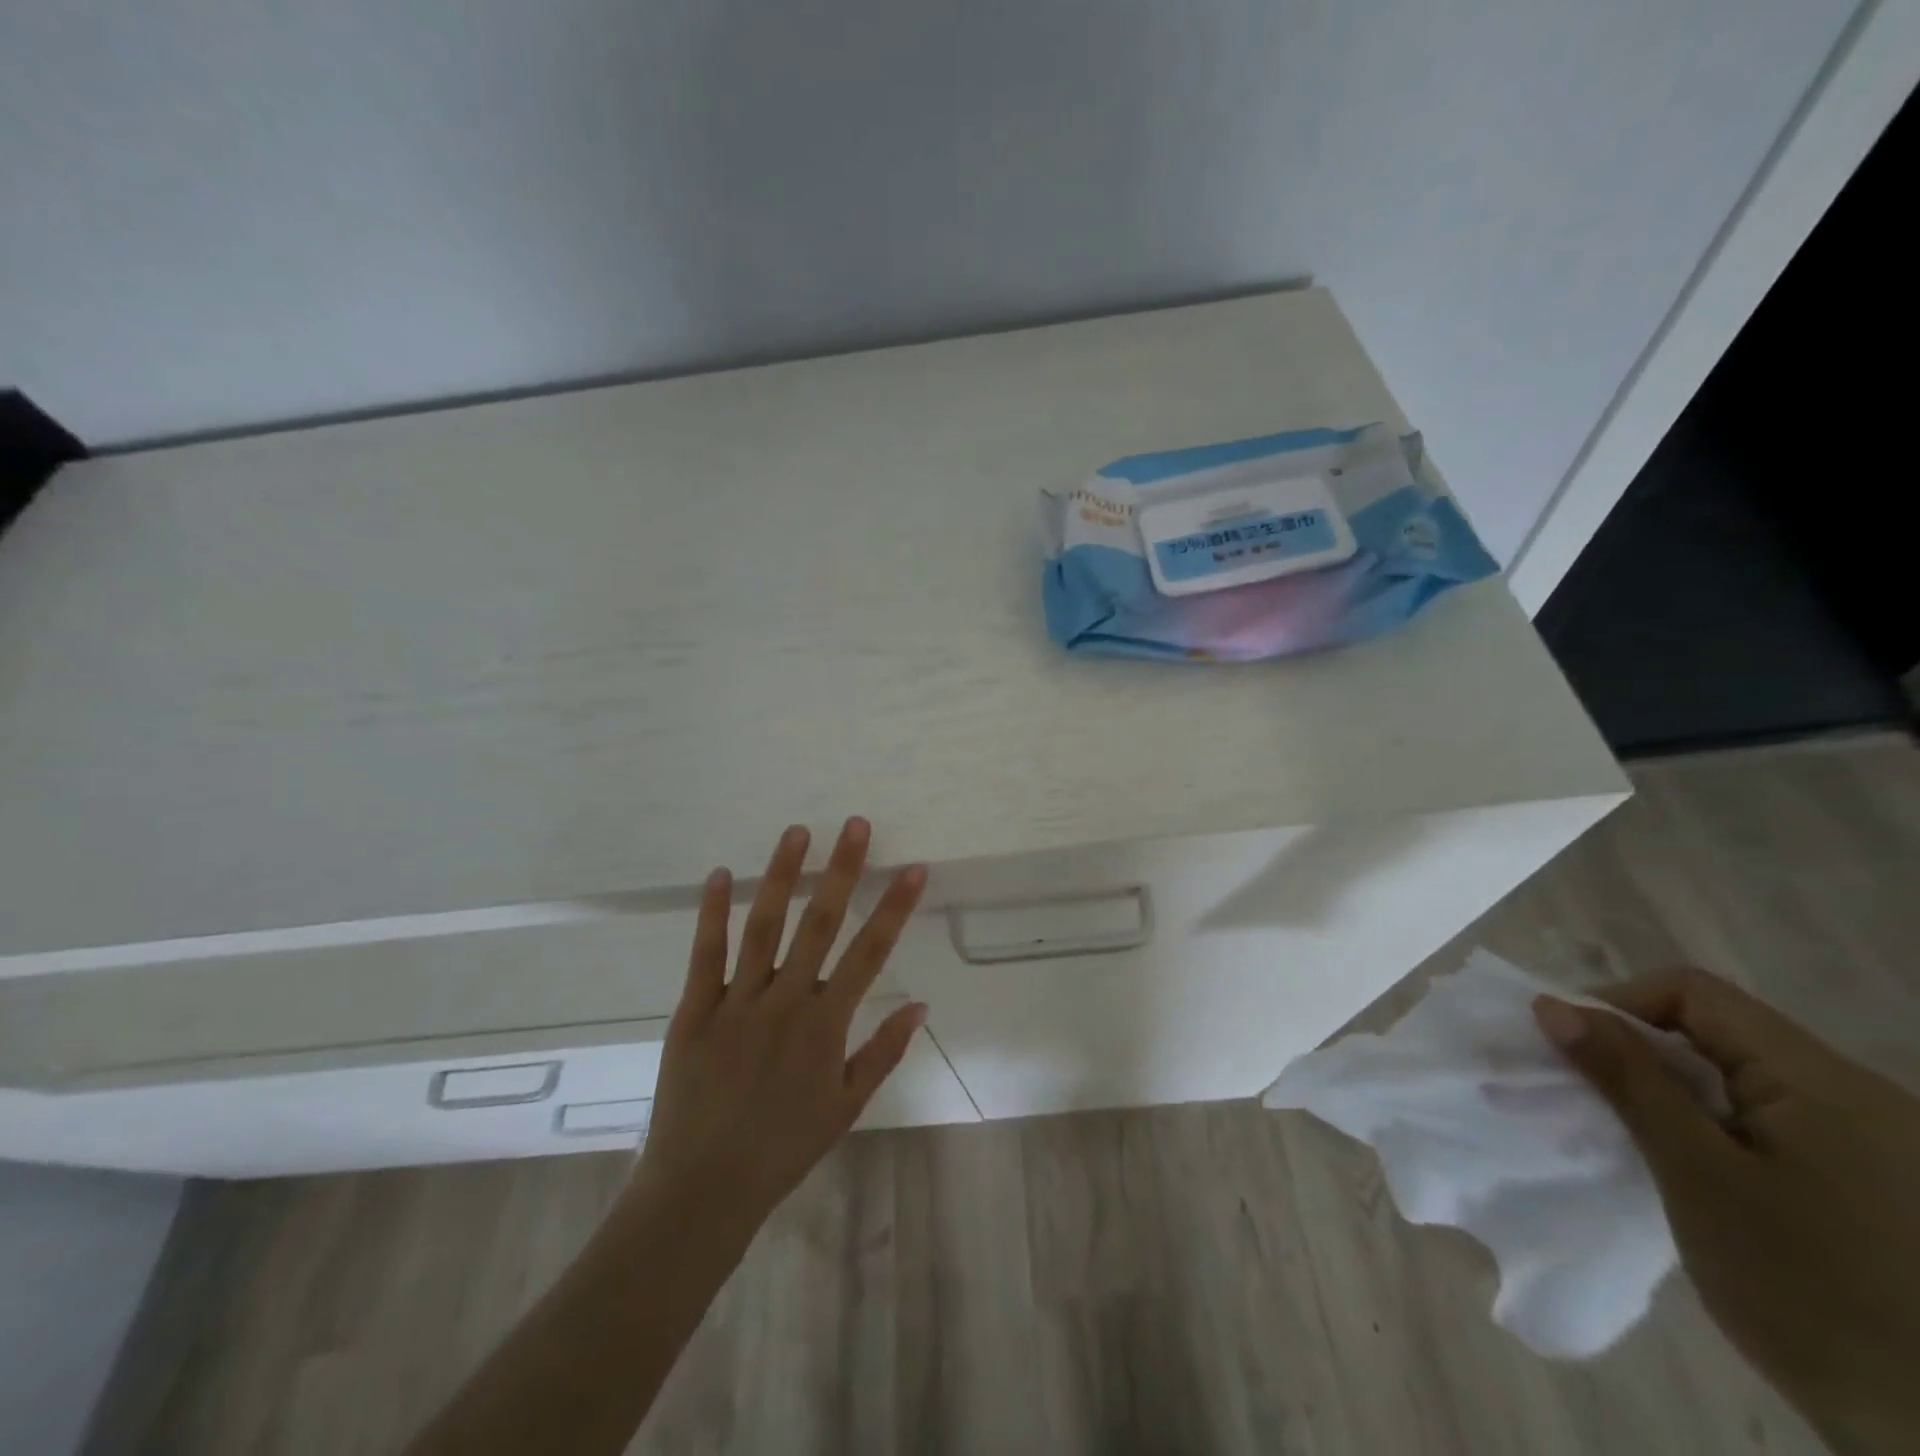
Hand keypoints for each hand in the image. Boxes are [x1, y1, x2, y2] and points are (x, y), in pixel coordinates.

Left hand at [626, 817, 927, 1235]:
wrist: (703, 1188)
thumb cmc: (783, 1147)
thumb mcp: (846, 1106)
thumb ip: (883, 1052)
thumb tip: (921, 1004)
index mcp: (825, 1025)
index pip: (870, 953)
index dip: (894, 908)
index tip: (912, 869)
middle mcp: (785, 1002)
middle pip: (820, 924)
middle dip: (841, 871)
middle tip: (854, 825)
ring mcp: (737, 1002)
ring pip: (764, 926)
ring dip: (781, 876)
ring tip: (796, 833)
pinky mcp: (694, 1010)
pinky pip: (706, 954)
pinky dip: (712, 913)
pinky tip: (720, 874)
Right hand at [1535, 970, 1919, 1454]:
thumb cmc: (1808, 1292)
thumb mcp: (1697, 1175)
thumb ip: (1626, 1079)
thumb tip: (1553, 1005)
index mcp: (1825, 1081)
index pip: (1694, 994)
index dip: (1618, 1004)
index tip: (1569, 1048)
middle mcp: (1857, 1096)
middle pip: (1716, 1032)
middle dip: (1635, 1051)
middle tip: (1583, 1094)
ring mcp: (1872, 1144)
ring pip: (1736, 1079)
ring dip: (1666, 1093)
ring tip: (1625, 1135)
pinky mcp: (1869, 1184)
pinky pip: (1765, 1122)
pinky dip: (1706, 1128)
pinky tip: (1684, 1170)